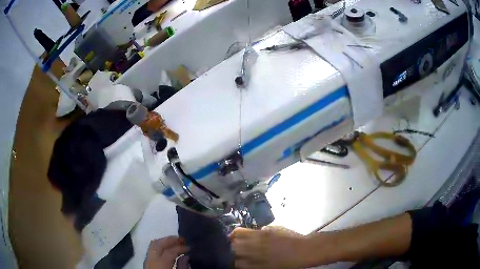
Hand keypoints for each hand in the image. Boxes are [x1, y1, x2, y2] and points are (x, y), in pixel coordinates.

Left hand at [144, 236, 188, 268]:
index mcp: (160, 262)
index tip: (189, 247)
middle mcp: (151, 258)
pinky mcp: (145, 262)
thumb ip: (182, 266)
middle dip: (170, 240)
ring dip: (164, 242)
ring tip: (175, 243)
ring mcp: (146, 259)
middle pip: (158, 243)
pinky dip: (159, 247)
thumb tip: (186, 257)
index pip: (170, 250)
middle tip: (182, 239)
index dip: (181, 247)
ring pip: (153, 245)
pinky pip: (151, 250)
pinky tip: (167, 250)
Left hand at [230, 226, 308, 268]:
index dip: (233, 234)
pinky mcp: (261, 267)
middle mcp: (256, 245)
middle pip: (235, 245)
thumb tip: (256, 232)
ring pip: (236, 258)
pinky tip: (244, 264)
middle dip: (234, 246)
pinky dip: (242, 265)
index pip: (238, 232)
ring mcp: (258, 258)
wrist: (303, 251)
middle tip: (236, 248)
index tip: (233, 237)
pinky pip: (244, 267)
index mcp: (260, 234)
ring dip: (236, 256)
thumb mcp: (278, 228)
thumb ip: (264, 230)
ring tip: (240, 257)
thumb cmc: (292, 238)